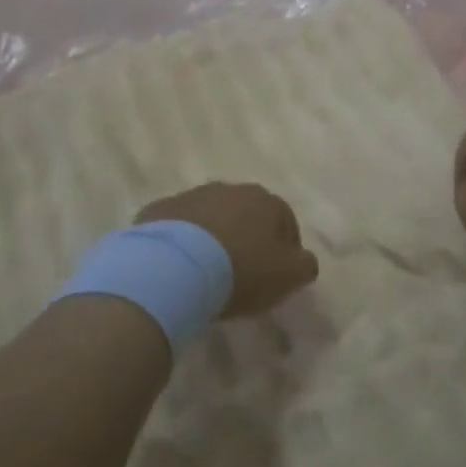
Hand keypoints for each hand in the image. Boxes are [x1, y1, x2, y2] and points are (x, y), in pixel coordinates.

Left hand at [137, 183, 319, 317]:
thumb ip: (304, 265)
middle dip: (247, 238)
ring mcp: (191, 196)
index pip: (285, 221)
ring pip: (210, 217)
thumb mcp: (287, 276)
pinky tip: (179, 267)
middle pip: (246, 214)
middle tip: (242, 273)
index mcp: (265, 200)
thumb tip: (304, 260)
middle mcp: (229, 189)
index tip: (276, 276)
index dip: (285, 249)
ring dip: (213, 237)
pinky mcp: (160, 210)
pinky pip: (178, 227)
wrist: (175, 267)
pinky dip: (182, 242)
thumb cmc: (241, 270)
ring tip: (207, 271)